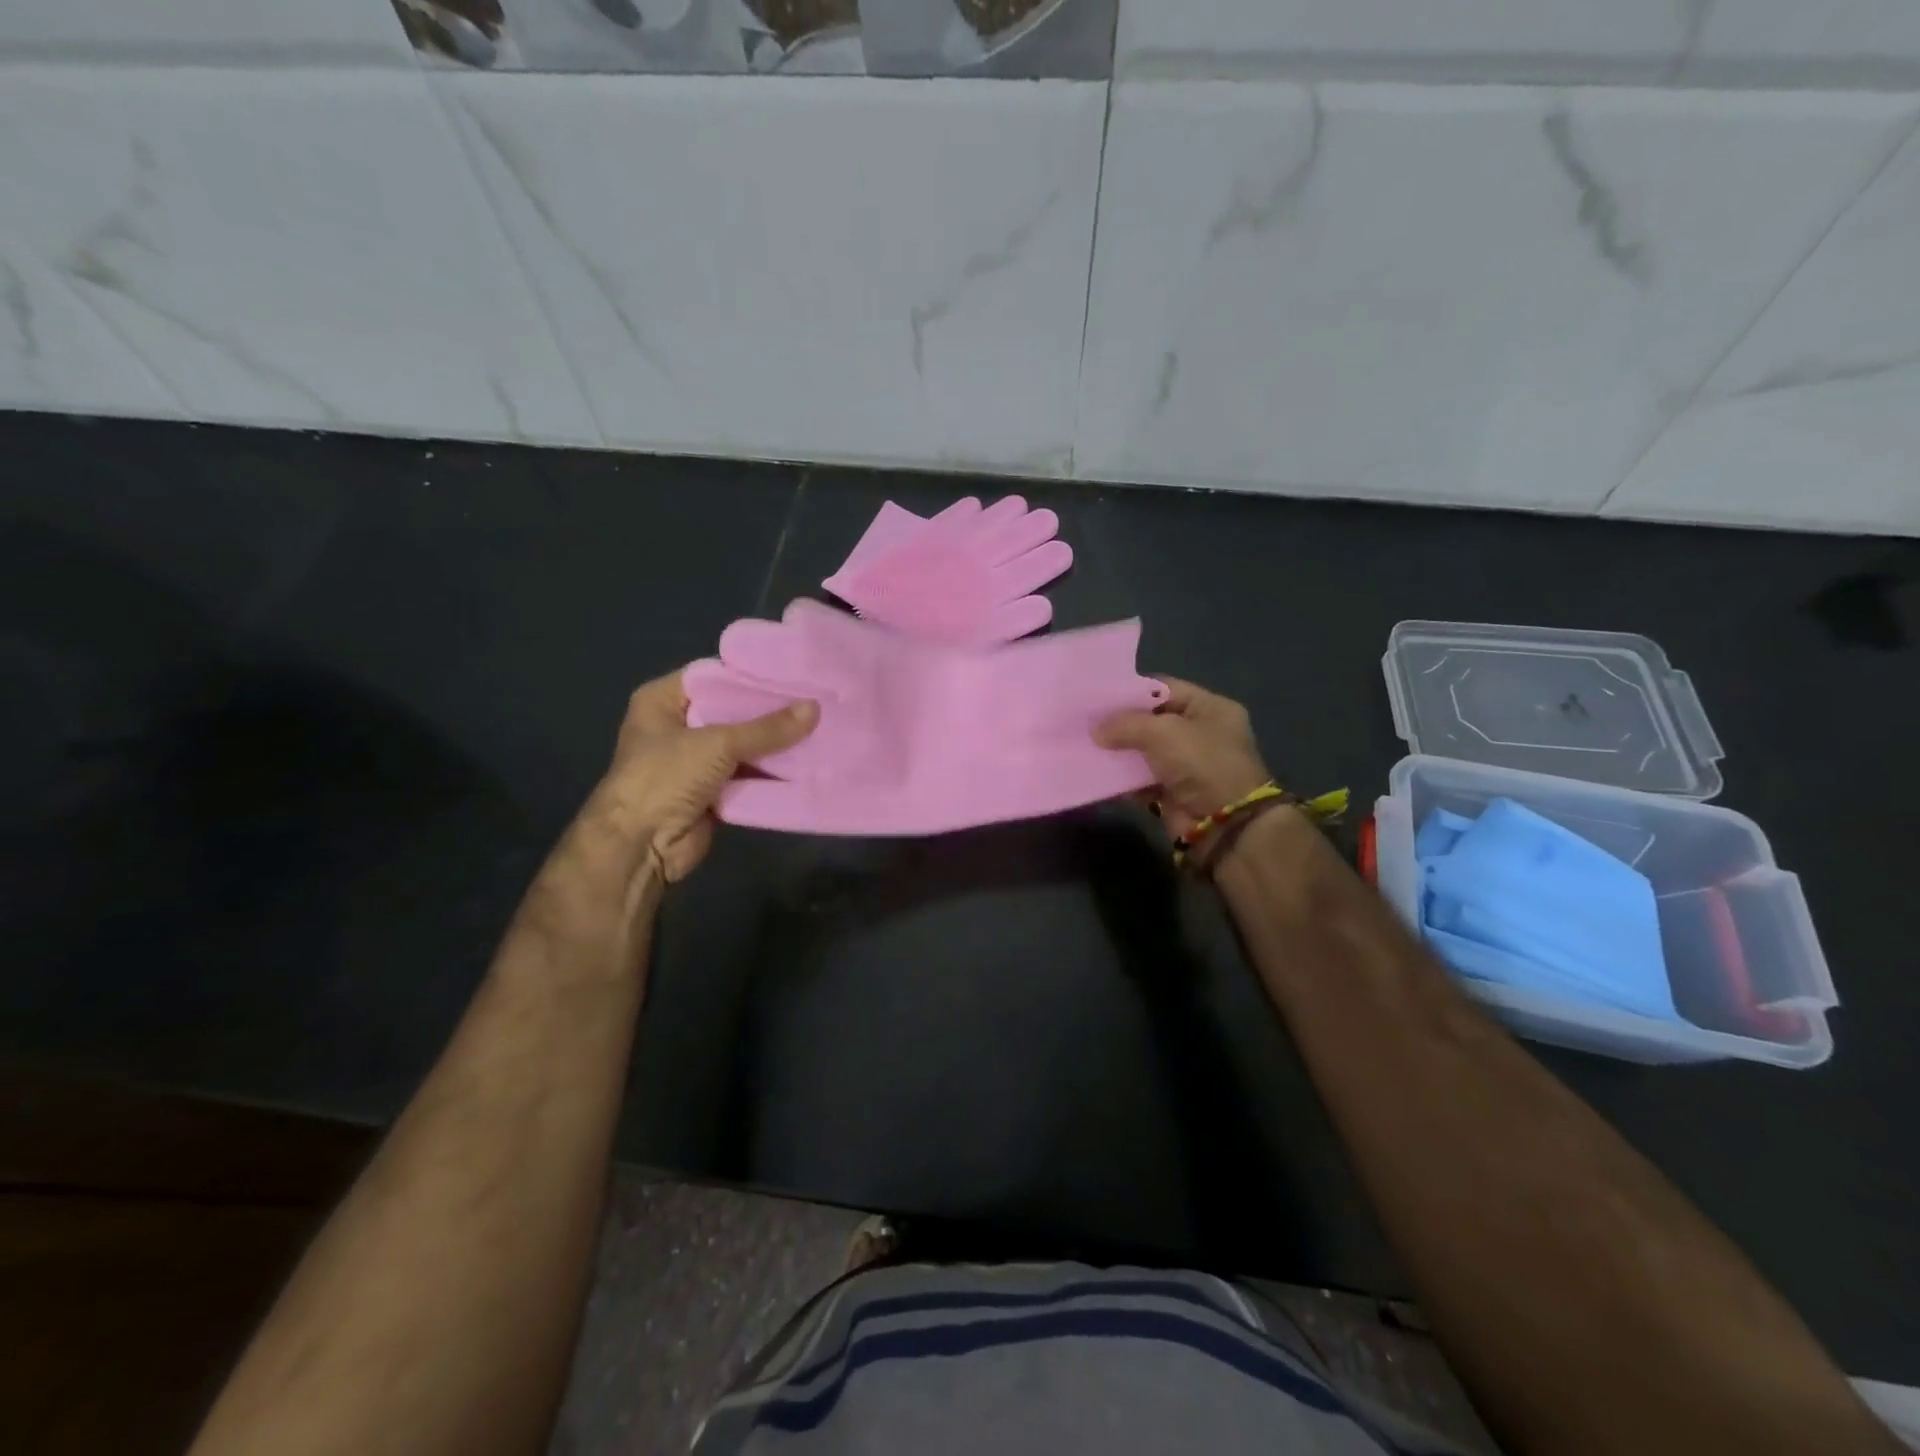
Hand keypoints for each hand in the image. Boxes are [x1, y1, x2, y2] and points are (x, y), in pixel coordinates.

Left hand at [592, 669, 818, 883]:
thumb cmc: (665, 777)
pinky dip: (770, 770)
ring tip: (819, 725)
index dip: (751, 674)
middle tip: (814, 697)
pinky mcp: (710, 790)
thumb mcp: (718, 744)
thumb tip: (815, 708)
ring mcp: (693, 760)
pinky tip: (806, 759)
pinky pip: (747, 773)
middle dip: (769, 710)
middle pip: (731, 710)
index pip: (714, 675)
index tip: (792, 671)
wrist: (640, 846)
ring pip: (742, 744)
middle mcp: (677, 725)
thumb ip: (767, 728)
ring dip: (774, 743)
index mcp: (662, 700)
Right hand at [1094, 676, 1271, 838]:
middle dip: (1120, 723)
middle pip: (1151, 720)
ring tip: (1085, 745)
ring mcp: (1186, 765)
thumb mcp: (1163, 732)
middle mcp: (1200, 733)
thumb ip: (1125, 724)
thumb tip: (1094, 730)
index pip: (1164, 689)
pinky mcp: (1172, 792)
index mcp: (1210, 708)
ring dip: (1118, 751)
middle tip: (1085, 722)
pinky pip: (1140, 779)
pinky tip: (1096, 772)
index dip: (1131, 691)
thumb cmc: (1201, 764)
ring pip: (1144, 751)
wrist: (1224, 825)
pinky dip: (1122, 778)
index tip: (1098, 696)